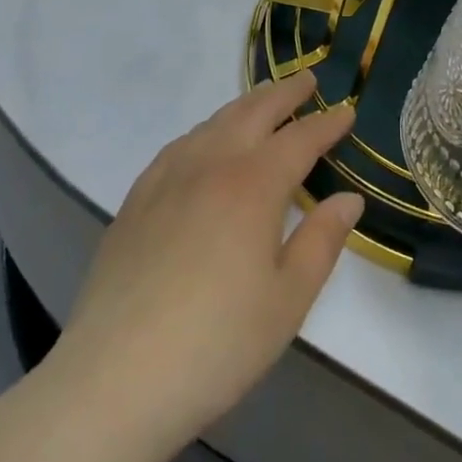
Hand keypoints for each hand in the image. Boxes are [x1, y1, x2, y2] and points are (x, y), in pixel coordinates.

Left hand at [49, 72, 364, 461]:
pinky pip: (179, 145)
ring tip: (263, 100)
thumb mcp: (287, 301)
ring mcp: (168, 179)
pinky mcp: (136, 200)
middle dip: (285, 93)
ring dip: (245, 104)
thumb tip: (349, 199)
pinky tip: (204, 141)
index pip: (301, 140)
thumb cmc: (215, 345)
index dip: (327, 124)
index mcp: (254, 185)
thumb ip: (322, 241)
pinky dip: (205, 129)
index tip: (348, 111)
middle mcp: (212, 165)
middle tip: (308, 79)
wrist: (112, 382)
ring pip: (214, 122)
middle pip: (254, 112)